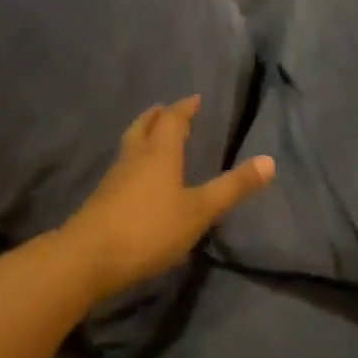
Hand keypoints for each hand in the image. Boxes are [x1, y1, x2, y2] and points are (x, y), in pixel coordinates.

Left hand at [61, 95, 274, 301]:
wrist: (87, 259)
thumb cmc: (149, 228)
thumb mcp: (199, 211)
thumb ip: (232, 187)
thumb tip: (270, 161)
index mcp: (160, 153)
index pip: (172, 120)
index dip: (184, 108)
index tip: (193, 99)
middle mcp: (135, 157)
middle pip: (144, 126)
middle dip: (157, 116)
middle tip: (166, 110)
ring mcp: (114, 178)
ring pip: (130, 145)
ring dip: (142, 135)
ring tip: (152, 137)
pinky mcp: (102, 199)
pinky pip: (122, 167)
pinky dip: (134, 160)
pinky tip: (136, 178)